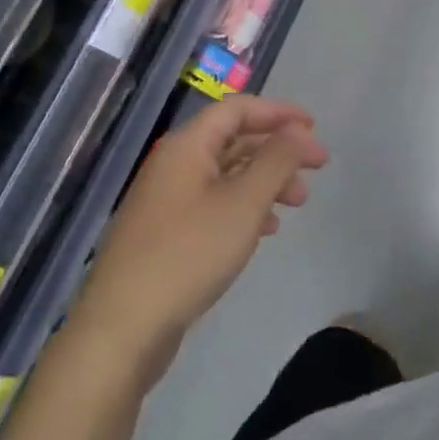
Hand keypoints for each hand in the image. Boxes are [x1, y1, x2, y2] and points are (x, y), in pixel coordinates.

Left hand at [78, 96, 325, 382]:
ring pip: (227, 174)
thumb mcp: (244, 203)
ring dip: (266, 181)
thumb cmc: (188, 254)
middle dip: (278, 150)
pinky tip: (267, 229)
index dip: (278, 113)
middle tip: (317, 167)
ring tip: (299, 202)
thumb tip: (298, 130)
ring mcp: (166, 200)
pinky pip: (214, 203)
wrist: (121, 330)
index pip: (238, 109)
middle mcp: (174, 164)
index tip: (314, 128)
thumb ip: (276, 160)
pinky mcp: (165, 234)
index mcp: (187, 146)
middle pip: (234, 140)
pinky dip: (245, 207)